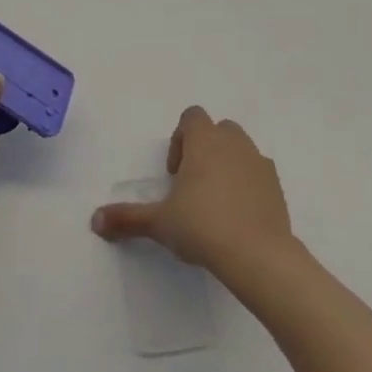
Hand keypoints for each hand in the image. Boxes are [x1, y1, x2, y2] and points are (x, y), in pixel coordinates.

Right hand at [90, 105, 294, 278]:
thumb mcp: (159, 223)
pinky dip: (247, 184)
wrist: (258, 255)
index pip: (192, 116)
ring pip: (240, 149)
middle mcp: (234, 143)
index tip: (174, 174)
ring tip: (215, 202)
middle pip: (218, 129)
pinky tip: (238, 216)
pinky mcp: (276, 186)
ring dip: (227, 165)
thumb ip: (127, 218)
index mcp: (205, 141)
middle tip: (192, 186)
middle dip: (204, 149)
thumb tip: (95, 220)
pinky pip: (258, 173)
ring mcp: (259, 162)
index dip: (179, 139)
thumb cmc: (203, 226)